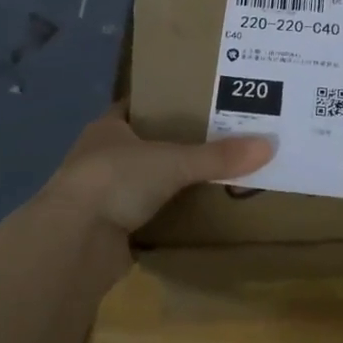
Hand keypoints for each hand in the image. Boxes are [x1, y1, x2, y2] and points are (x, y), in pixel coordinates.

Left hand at [40, 107, 273, 234]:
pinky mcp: (108, 228)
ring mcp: (102, 194)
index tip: (201, 101)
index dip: (166, 102)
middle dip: (176, 145)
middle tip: (220, 140)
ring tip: (215, 177)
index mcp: (108, 126)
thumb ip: (217, 157)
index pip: (139, 105)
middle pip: (144, 144)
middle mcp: (101, 156)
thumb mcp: (173, 161)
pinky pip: (145, 215)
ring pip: (144, 181)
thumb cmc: (116, 180)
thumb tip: (268, 145)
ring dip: (170, 183)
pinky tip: (195, 214)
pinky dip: (166, 215)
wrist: (74, 241)